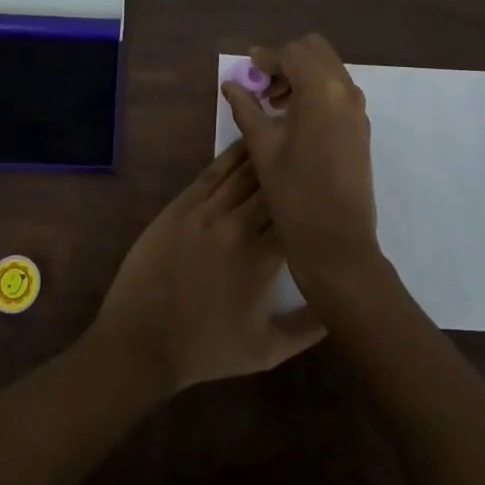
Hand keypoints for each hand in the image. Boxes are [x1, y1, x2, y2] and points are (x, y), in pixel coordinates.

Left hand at [90, 142, 324, 393]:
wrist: (141, 339)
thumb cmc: (207, 348)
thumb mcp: (266, 351)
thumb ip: (309, 327)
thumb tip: (342, 302)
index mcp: (261, 260)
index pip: (298, 215)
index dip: (317, 199)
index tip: (333, 188)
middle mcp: (236, 226)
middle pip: (273, 186)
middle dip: (295, 169)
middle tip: (315, 152)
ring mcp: (205, 210)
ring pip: (244, 171)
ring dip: (267, 154)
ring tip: (289, 133)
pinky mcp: (182, 203)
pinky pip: (213, 171)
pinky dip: (233, 155)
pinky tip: (248, 142)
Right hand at [221, 34, 379, 296]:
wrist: (338, 244)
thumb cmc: (294, 195)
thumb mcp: (262, 148)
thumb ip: (246, 108)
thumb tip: (230, 84)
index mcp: (320, 90)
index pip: (292, 52)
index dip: (266, 57)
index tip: (248, 71)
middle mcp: (345, 91)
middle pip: (315, 50)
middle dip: (287, 60)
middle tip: (264, 86)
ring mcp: (358, 109)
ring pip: (329, 68)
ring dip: (303, 74)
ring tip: (276, 104)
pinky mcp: (361, 127)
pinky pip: (338, 90)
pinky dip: (317, 90)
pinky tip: (295, 120)